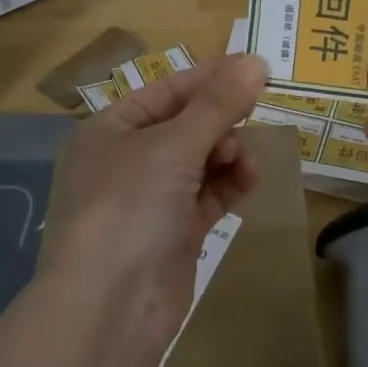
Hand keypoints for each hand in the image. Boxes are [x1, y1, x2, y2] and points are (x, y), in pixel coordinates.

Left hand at [45, 54, 269, 338]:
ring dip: (228, 154)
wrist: (111, 306)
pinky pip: (207, 195)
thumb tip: (256, 61)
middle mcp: (127, 159)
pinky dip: (228, 185)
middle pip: (186, 125)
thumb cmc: (131, 206)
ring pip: (201, 161)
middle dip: (220, 122)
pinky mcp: (173, 232)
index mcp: (111, 129)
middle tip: (250, 120)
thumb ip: (218, 104)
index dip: (211, 78)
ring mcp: (150, 198)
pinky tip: (248, 182)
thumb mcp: (174, 145)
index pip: (167, 90)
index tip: (256, 71)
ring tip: (244, 162)